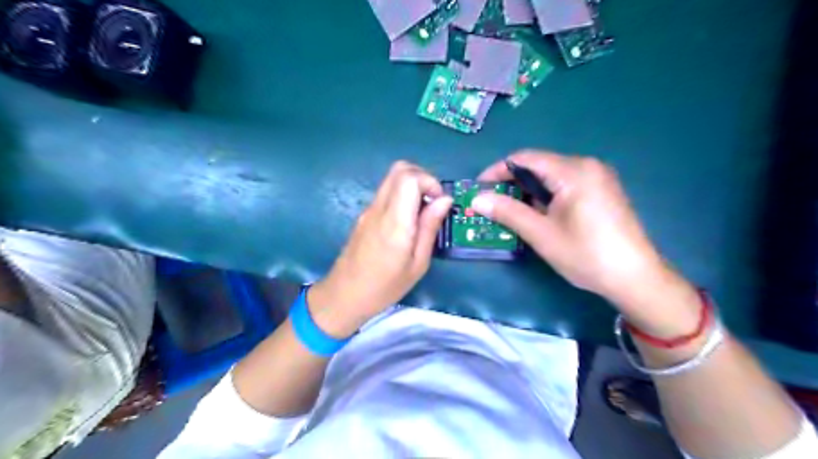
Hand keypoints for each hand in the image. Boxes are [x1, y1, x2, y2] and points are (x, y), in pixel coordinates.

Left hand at [308, 162, 453, 335]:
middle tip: (433, 202)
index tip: (440, 202)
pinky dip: (402, 196)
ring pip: (391, 179)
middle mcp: (379, 208)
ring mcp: (368, 210)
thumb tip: (444, 200)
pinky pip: (386, 193)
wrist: (344, 296)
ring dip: (412, 186)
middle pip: (399, 169)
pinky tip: (408, 221)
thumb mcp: (417, 264)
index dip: (430, 181)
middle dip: (422, 177)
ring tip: (423, 213)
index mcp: (395, 222)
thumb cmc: (385, 287)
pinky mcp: (364, 215)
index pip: (409, 177)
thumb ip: (429, 227)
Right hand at [477, 153, 699, 335]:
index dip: (497, 171)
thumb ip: (507, 212)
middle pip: (538, 165)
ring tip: (510, 213)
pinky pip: (564, 185)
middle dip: (511, 184)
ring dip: (527, 192)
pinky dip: (545, 197)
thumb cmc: (586, 254)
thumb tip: (476, 200)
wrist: (635, 278)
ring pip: (550, 176)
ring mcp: (597, 177)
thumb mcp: (541, 234)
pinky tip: (537, 215)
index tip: (479, 189)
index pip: (524, 158)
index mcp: (573, 171)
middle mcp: (587, 166)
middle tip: (492, 204)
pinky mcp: (601, 191)